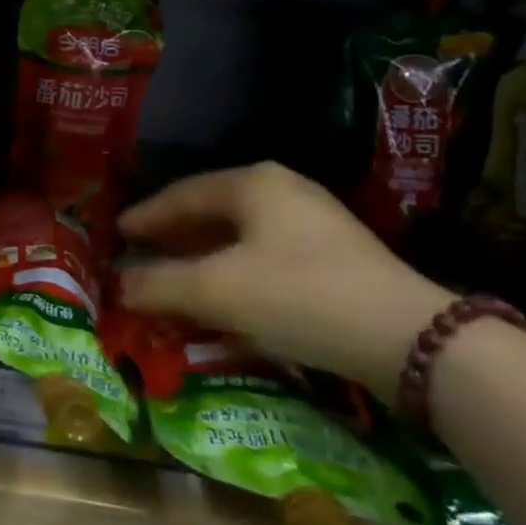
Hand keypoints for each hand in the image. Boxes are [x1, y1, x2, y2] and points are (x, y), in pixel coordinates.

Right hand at [117, 163, 451, 394]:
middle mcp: (283, 192)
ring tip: (174, 280)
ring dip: (203, 259)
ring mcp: (314, 224)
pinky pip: (265, 257)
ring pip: (239, 236)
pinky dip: (234, 273)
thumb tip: (117, 285)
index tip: (116, 234)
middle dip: (173, 238)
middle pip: (211, 212)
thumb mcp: (217, 290)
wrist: (409, 340)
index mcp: (252, 183)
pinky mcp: (335, 258)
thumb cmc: (298, 295)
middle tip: (141, 256)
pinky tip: (223, 299)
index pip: (181, 194)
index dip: (145, 216)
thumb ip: (159, 284)